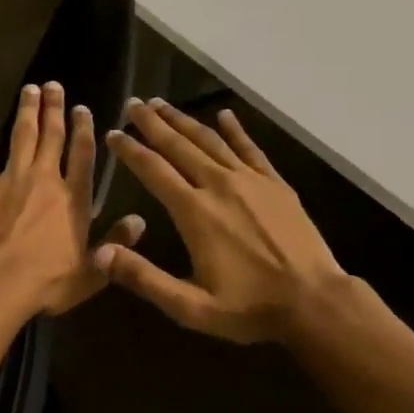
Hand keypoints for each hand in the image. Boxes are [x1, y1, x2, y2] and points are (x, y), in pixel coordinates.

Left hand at [0, 81, 145, 317]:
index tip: (82, 108)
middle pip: (51, 137)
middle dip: (54, 109)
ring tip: (30, 88)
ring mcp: (13, 179)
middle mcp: (46, 180)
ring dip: (26, 111)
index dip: (84, 129)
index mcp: (73, 199)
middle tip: (54, 84)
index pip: (83, 156)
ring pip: (22, 137)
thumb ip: (116, 242)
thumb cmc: (48, 281)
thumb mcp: (93, 270)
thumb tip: (141, 220)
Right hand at [96, 99, 350, 343]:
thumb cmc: (249, 307)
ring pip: (210, 140)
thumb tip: (99, 254)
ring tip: (163, 104)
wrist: (314, 301)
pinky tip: (224, 114)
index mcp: (194, 211)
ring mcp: (250, 180)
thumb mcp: (190, 306)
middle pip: (179, 145)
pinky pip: (250, 148)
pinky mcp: (275, 184)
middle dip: (153, 123)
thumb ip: (144, 278)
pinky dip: (235, 129)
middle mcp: (218, 185)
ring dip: (184, 120)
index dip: (130, 150)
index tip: (113, 133)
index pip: (153, 169)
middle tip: (133, 104)